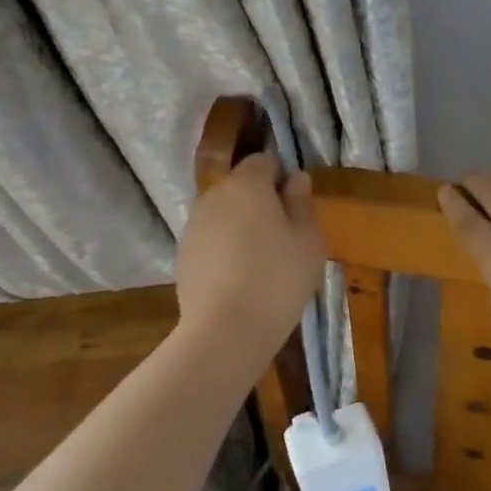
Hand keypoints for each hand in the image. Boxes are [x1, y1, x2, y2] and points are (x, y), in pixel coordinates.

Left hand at [176, 153, 325, 350]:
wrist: (225, 329)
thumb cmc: (277, 279)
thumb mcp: (308, 241)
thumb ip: (301, 203)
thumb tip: (295, 178)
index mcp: (246, 185)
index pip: (263, 161)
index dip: (280, 178)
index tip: (296, 208)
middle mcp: (214, 197)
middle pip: (240, 188)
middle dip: (260, 204)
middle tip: (284, 238)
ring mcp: (193, 227)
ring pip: (223, 216)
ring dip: (241, 229)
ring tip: (261, 264)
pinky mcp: (182, 256)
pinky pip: (210, 242)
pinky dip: (224, 251)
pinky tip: (238, 281)